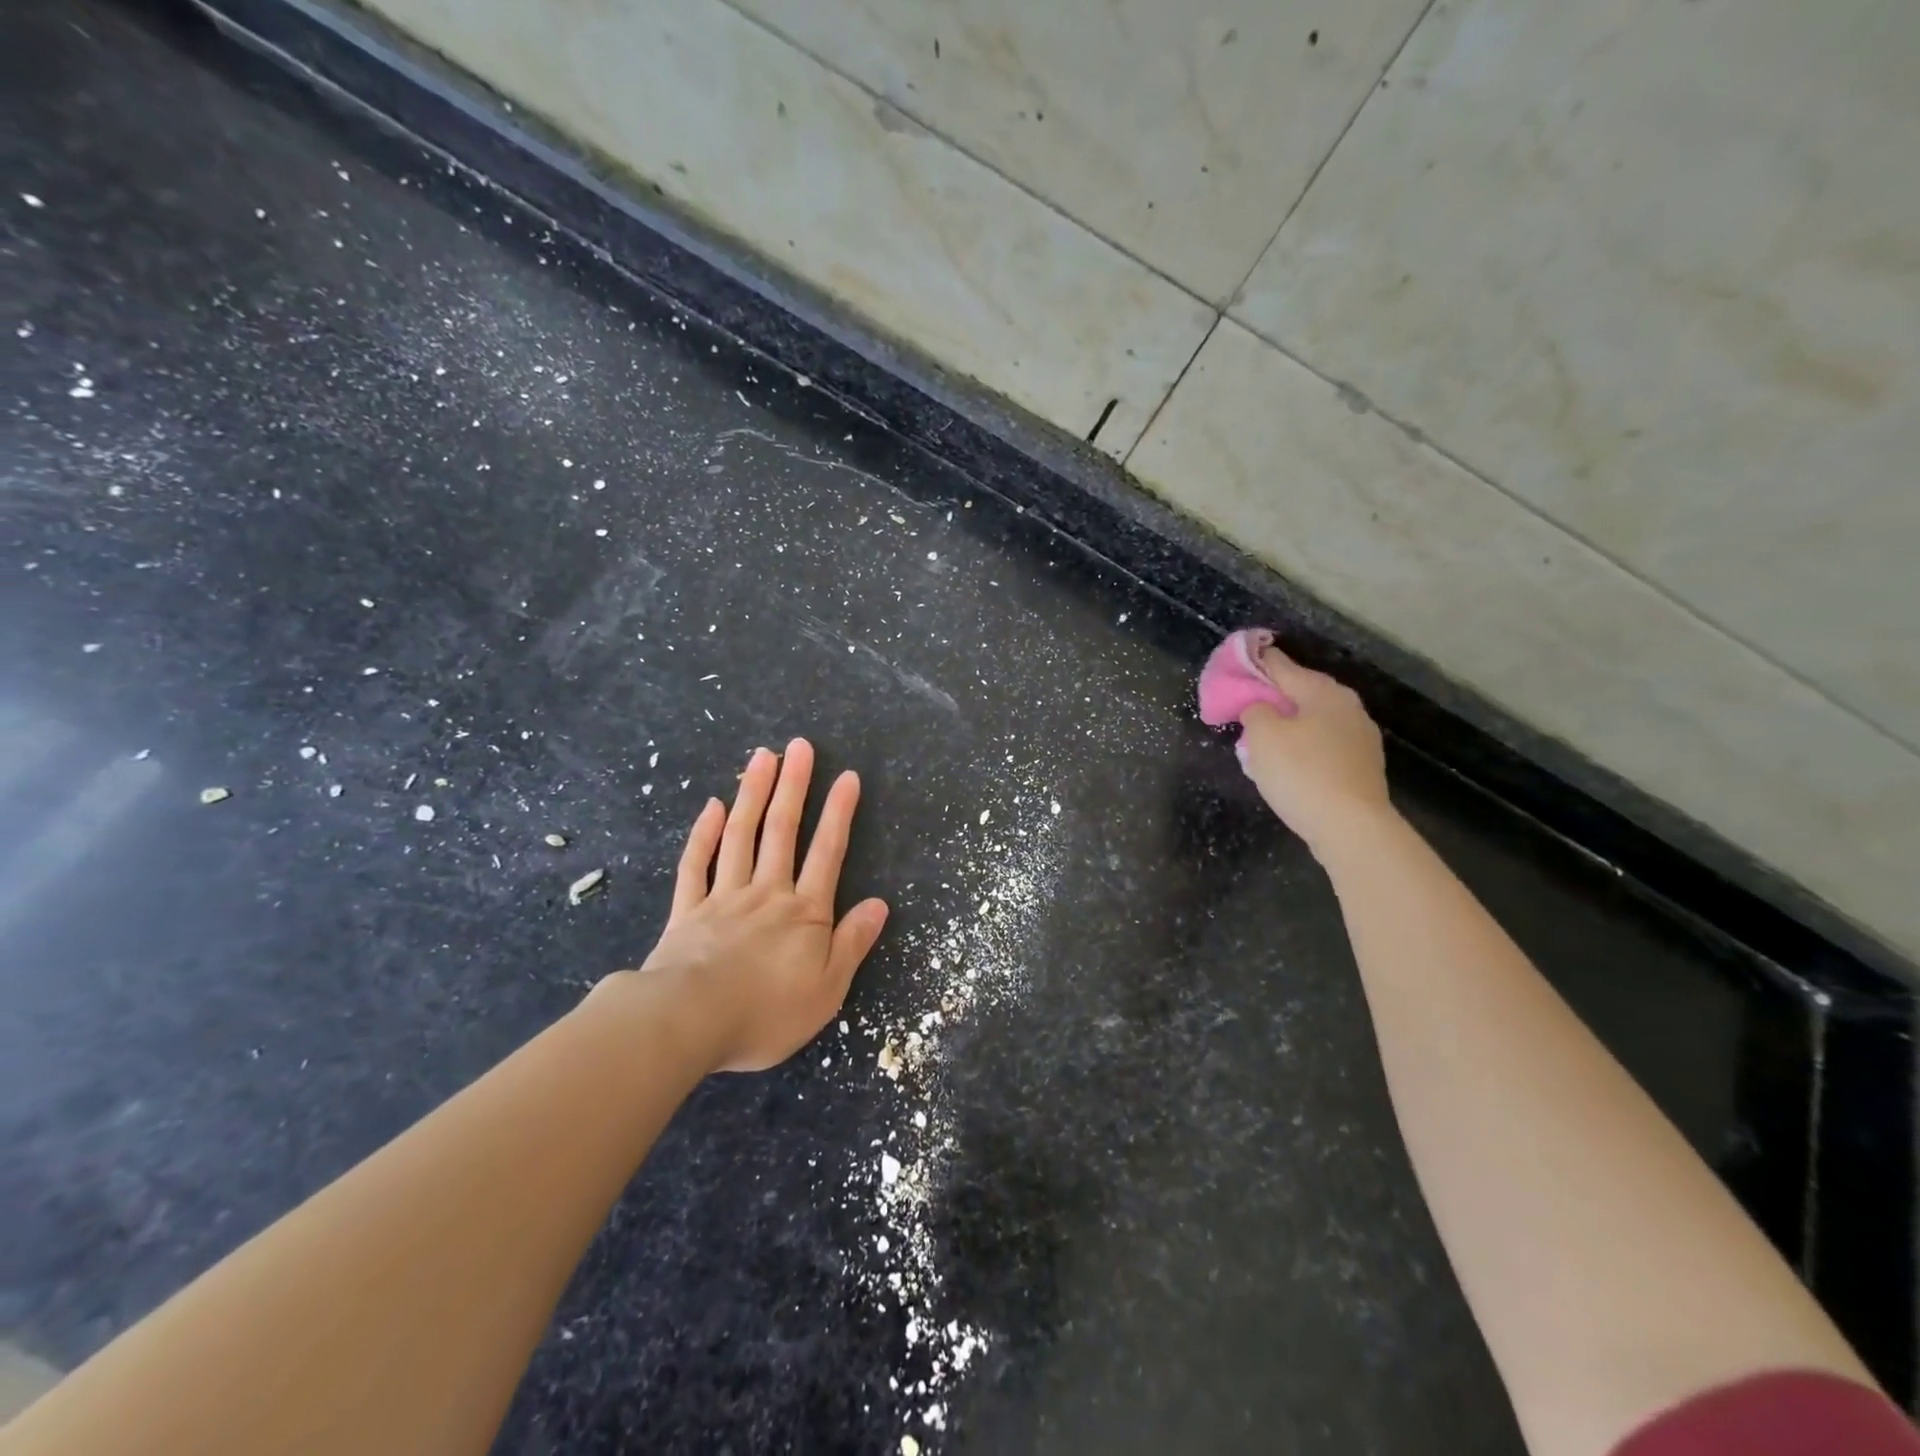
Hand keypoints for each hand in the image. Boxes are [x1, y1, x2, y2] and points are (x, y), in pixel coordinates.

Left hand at [603, 740, 888, 1072]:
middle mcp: (766, 893)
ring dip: (753, 794)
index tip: (847, 777)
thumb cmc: (766, 1012)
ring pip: (740, 835)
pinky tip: (712, 806)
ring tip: (763, 757)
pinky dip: (704, 833)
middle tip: (800, 747)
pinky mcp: (687, 911)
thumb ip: (852, 943)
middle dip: (794, 786)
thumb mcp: (827, 989)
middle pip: (782, 830)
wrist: (688, 1022)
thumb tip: (879, 904)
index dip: (839, 814)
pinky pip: (696, 864)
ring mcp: (723, 897)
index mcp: (804, 913)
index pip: (827, 853)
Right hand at [1239, 645, 1393, 858]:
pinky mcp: (1362, 767)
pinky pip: (1323, 747)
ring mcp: (1360, 738)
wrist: (1351, 828)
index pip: (1281, 666)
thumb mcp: (1262, 736)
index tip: (1237, 661)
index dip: (1256, 662)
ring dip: (1288, 727)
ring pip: (1313, 722)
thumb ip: (1255, 711)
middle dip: (1272, 699)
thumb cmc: (1301, 773)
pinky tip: (1288, 766)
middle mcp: (1348, 707)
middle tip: (1244, 709)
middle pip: (1300, 693)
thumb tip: (1261, 709)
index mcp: (1323, 692)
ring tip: (1262, 742)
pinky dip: (1303, 749)